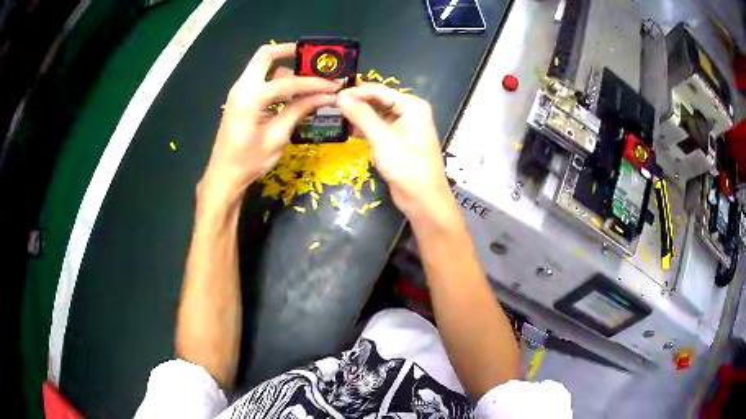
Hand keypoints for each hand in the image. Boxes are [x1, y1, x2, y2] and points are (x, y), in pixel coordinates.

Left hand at [199, 43, 339, 207]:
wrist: (224, 176)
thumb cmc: (249, 162)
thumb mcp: (277, 137)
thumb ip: (300, 110)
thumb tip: (327, 96)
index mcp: (250, 98)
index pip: (287, 82)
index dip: (313, 83)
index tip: (334, 84)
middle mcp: (241, 87)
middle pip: (265, 55)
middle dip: (290, 52)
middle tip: (314, 58)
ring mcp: (238, 91)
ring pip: (262, 65)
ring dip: (285, 67)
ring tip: (308, 79)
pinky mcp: (240, 99)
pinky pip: (260, 79)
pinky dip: (277, 79)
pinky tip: (293, 92)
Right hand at [336, 84, 453, 220]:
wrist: (423, 198)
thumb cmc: (405, 165)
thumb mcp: (381, 137)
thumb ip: (361, 114)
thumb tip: (340, 97)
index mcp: (412, 105)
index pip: (379, 90)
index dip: (355, 92)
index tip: (332, 95)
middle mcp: (410, 111)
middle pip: (378, 100)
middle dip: (356, 102)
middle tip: (331, 105)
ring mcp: (405, 126)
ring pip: (377, 114)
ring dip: (359, 115)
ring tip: (336, 115)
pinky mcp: (399, 140)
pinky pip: (380, 127)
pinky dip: (365, 128)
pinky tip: (349, 130)